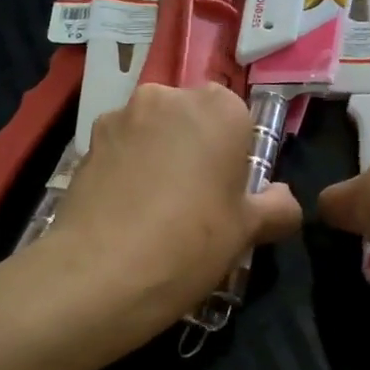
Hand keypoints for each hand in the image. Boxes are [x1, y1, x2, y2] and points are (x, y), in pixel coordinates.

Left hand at [47, 84, 301, 325]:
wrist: (101, 273)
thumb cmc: (191, 242)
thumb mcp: (249, 230)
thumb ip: (277, 207)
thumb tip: (283, 200)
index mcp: (219, 108)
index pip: (239, 120)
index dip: (235, 157)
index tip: (229, 194)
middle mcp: (168, 97)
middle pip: (193, 119)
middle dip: (195, 149)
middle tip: (195, 202)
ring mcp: (122, 116)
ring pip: (153, 132)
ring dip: (158, 156)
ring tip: (154, 209)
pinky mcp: (86, 141)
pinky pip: (120, 149)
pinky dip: (126, 169)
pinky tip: (125, 211)